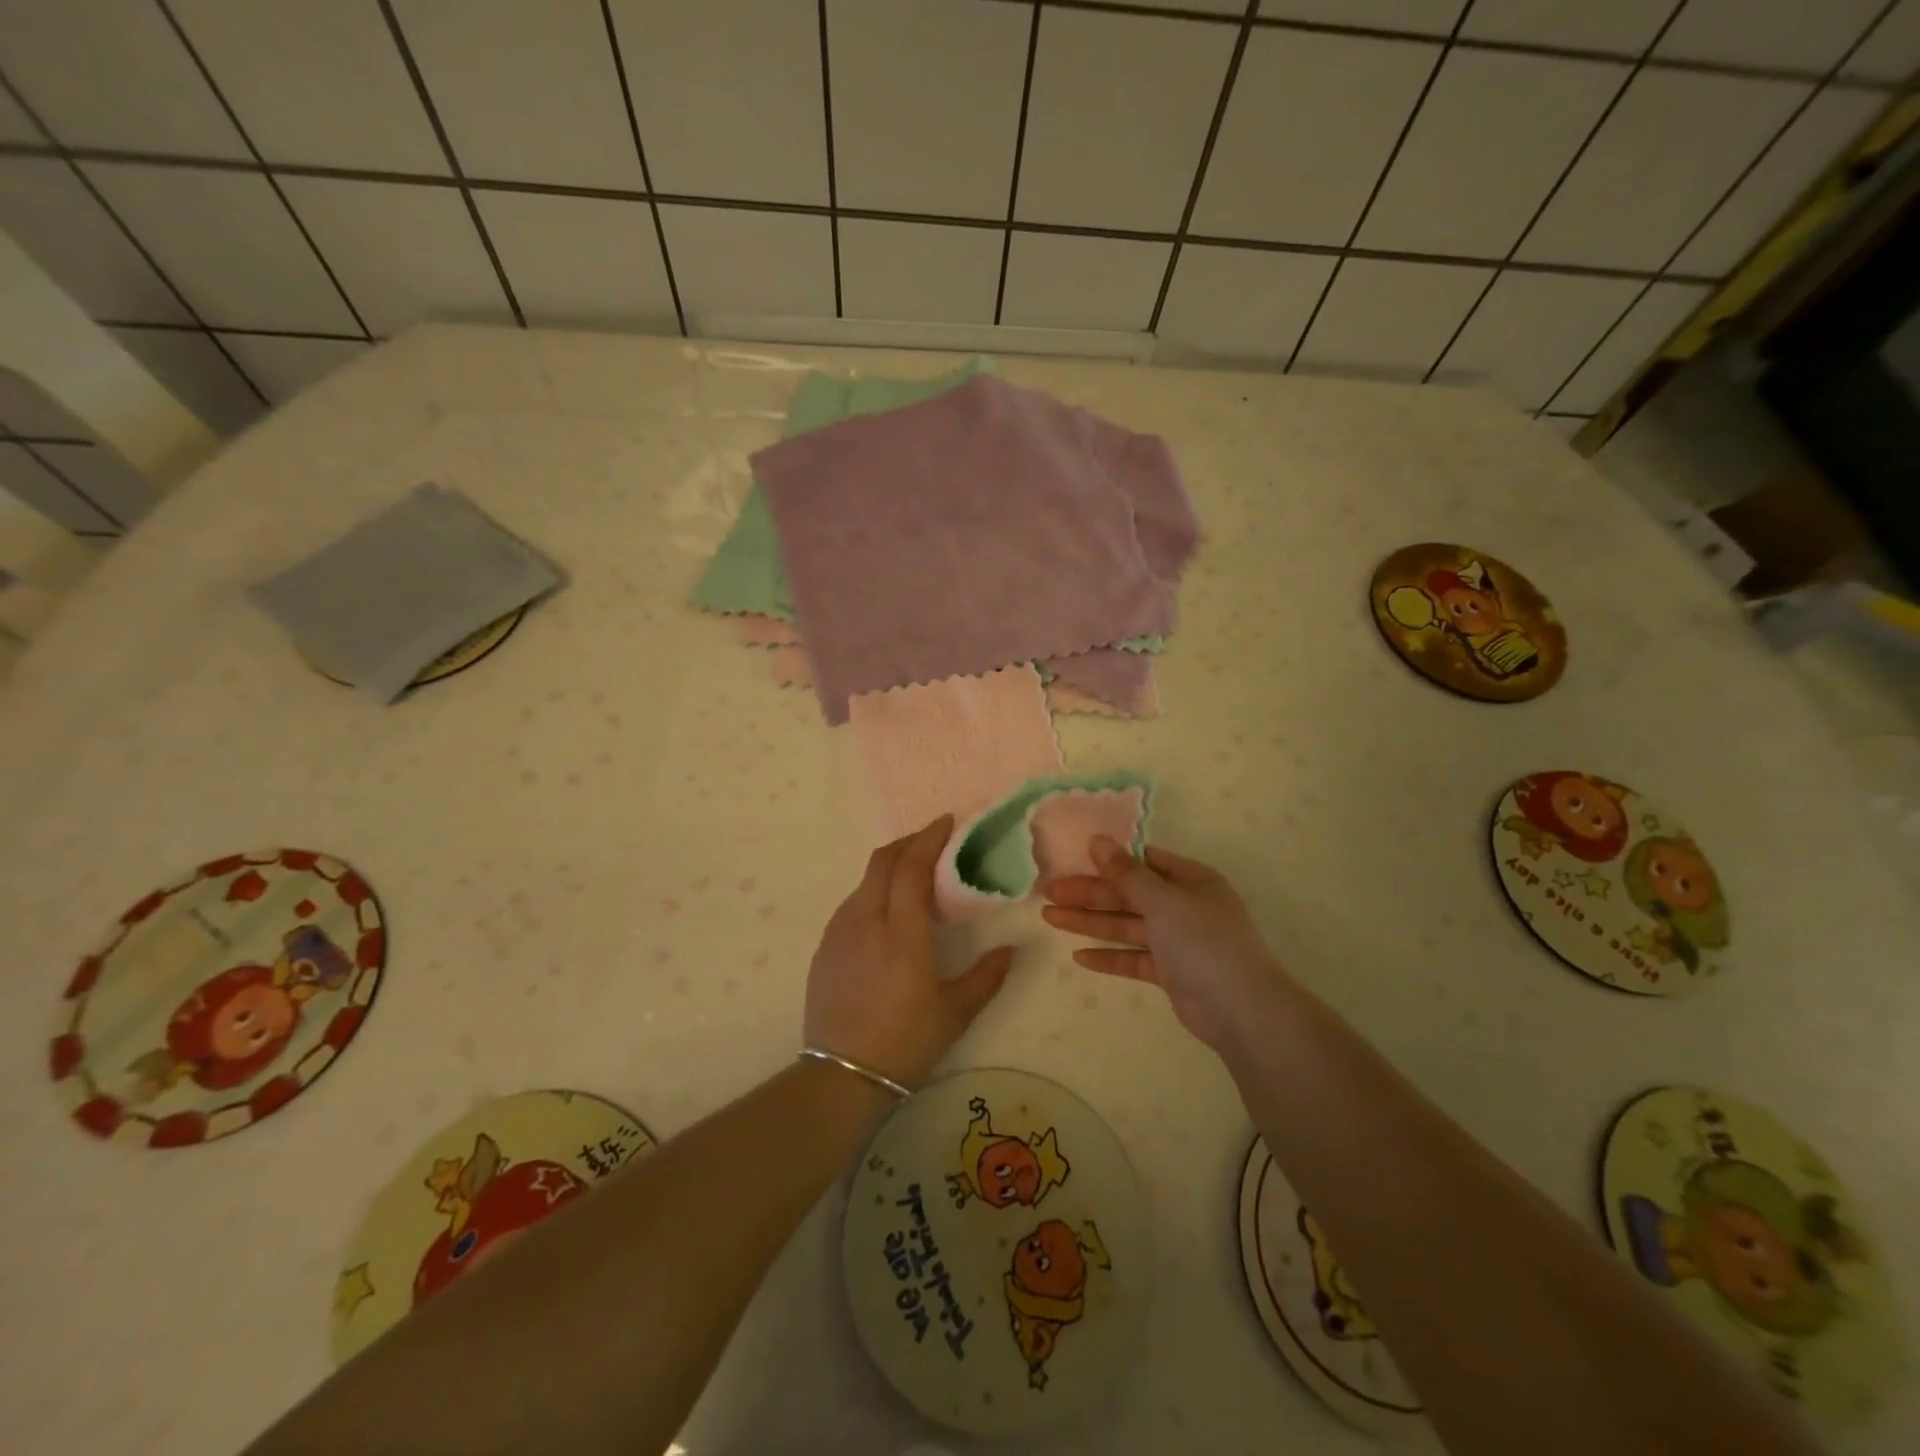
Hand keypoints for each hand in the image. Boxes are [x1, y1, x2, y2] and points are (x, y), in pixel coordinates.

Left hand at [804, 816, 1016, 1088]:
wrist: (840, 1077)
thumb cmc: (905, 1043)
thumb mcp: (955, 1012)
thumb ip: (987, 976)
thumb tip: (1013, 949)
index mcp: (901, 934)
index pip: (911, 868)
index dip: (928, 838)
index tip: (946, 822)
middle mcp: (865, 922)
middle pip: (882, 862)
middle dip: (907, 843)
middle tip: (931, 842)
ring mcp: (838, 933)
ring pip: (864, 882)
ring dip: (889, 868)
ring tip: (911, 879)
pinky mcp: (824, 948)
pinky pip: (850, 905)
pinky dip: (872, 893)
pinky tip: (885, 915)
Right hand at [1042, 838, 1288, 1050]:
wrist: (1241, 1010)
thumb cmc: (1204, 941)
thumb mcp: (1163, 900)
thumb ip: (1126, 873)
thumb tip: (1098, 840)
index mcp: (1191, 881)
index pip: (1144, 862)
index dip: (1109, 861)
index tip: (1074, 859)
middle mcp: (1184, 907)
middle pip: (1129, 895)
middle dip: (1089, 894)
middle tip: (1049, 892)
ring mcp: (1177, 941)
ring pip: (1126, 926)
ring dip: (1090, 922)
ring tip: (1050, 917)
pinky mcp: (1170, 973)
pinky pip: (1133, 958)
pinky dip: (1108, 957)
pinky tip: (1079, 956)